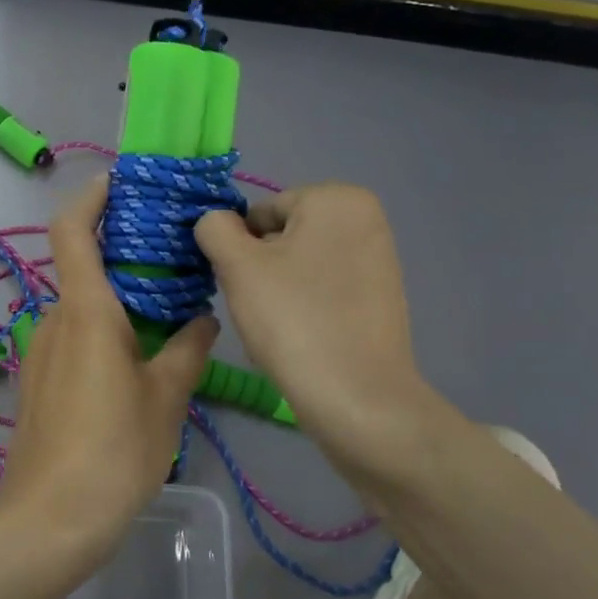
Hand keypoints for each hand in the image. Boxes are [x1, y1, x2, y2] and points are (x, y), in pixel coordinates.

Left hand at [0, 176, 217, 552]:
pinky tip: (139, 360)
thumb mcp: (165, 399)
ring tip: (169, 313)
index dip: (91, 197)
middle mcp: (54, 319)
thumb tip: (203, 318)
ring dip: (118, 300)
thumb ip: (187, 350)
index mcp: (85, 311)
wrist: (49, 519)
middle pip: (83, 267)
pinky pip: (73, 337)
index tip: (121, 183)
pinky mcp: (38, 380)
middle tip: (174, 258)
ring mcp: (40, 351)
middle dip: (123, 256)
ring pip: (81, 307)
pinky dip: (104, 330)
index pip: (73, 230)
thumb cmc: (113, 450)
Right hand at [196, 184, 446, 488]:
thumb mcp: (238, 266)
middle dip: (262, 269)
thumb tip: (215, 221)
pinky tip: (302, 339)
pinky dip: (306, 308)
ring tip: (281, 329)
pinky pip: (325, 291)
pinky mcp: (382, 299)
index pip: (261, 213)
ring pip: (301, 266)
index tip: (241, 286)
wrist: (357, 400)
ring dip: (279, 291)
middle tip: (260, 308)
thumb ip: (215, 228)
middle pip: (283, 237)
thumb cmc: (294, 320)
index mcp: (337, 198)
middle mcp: (367, 220)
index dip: (240, 249)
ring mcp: (380, 260)